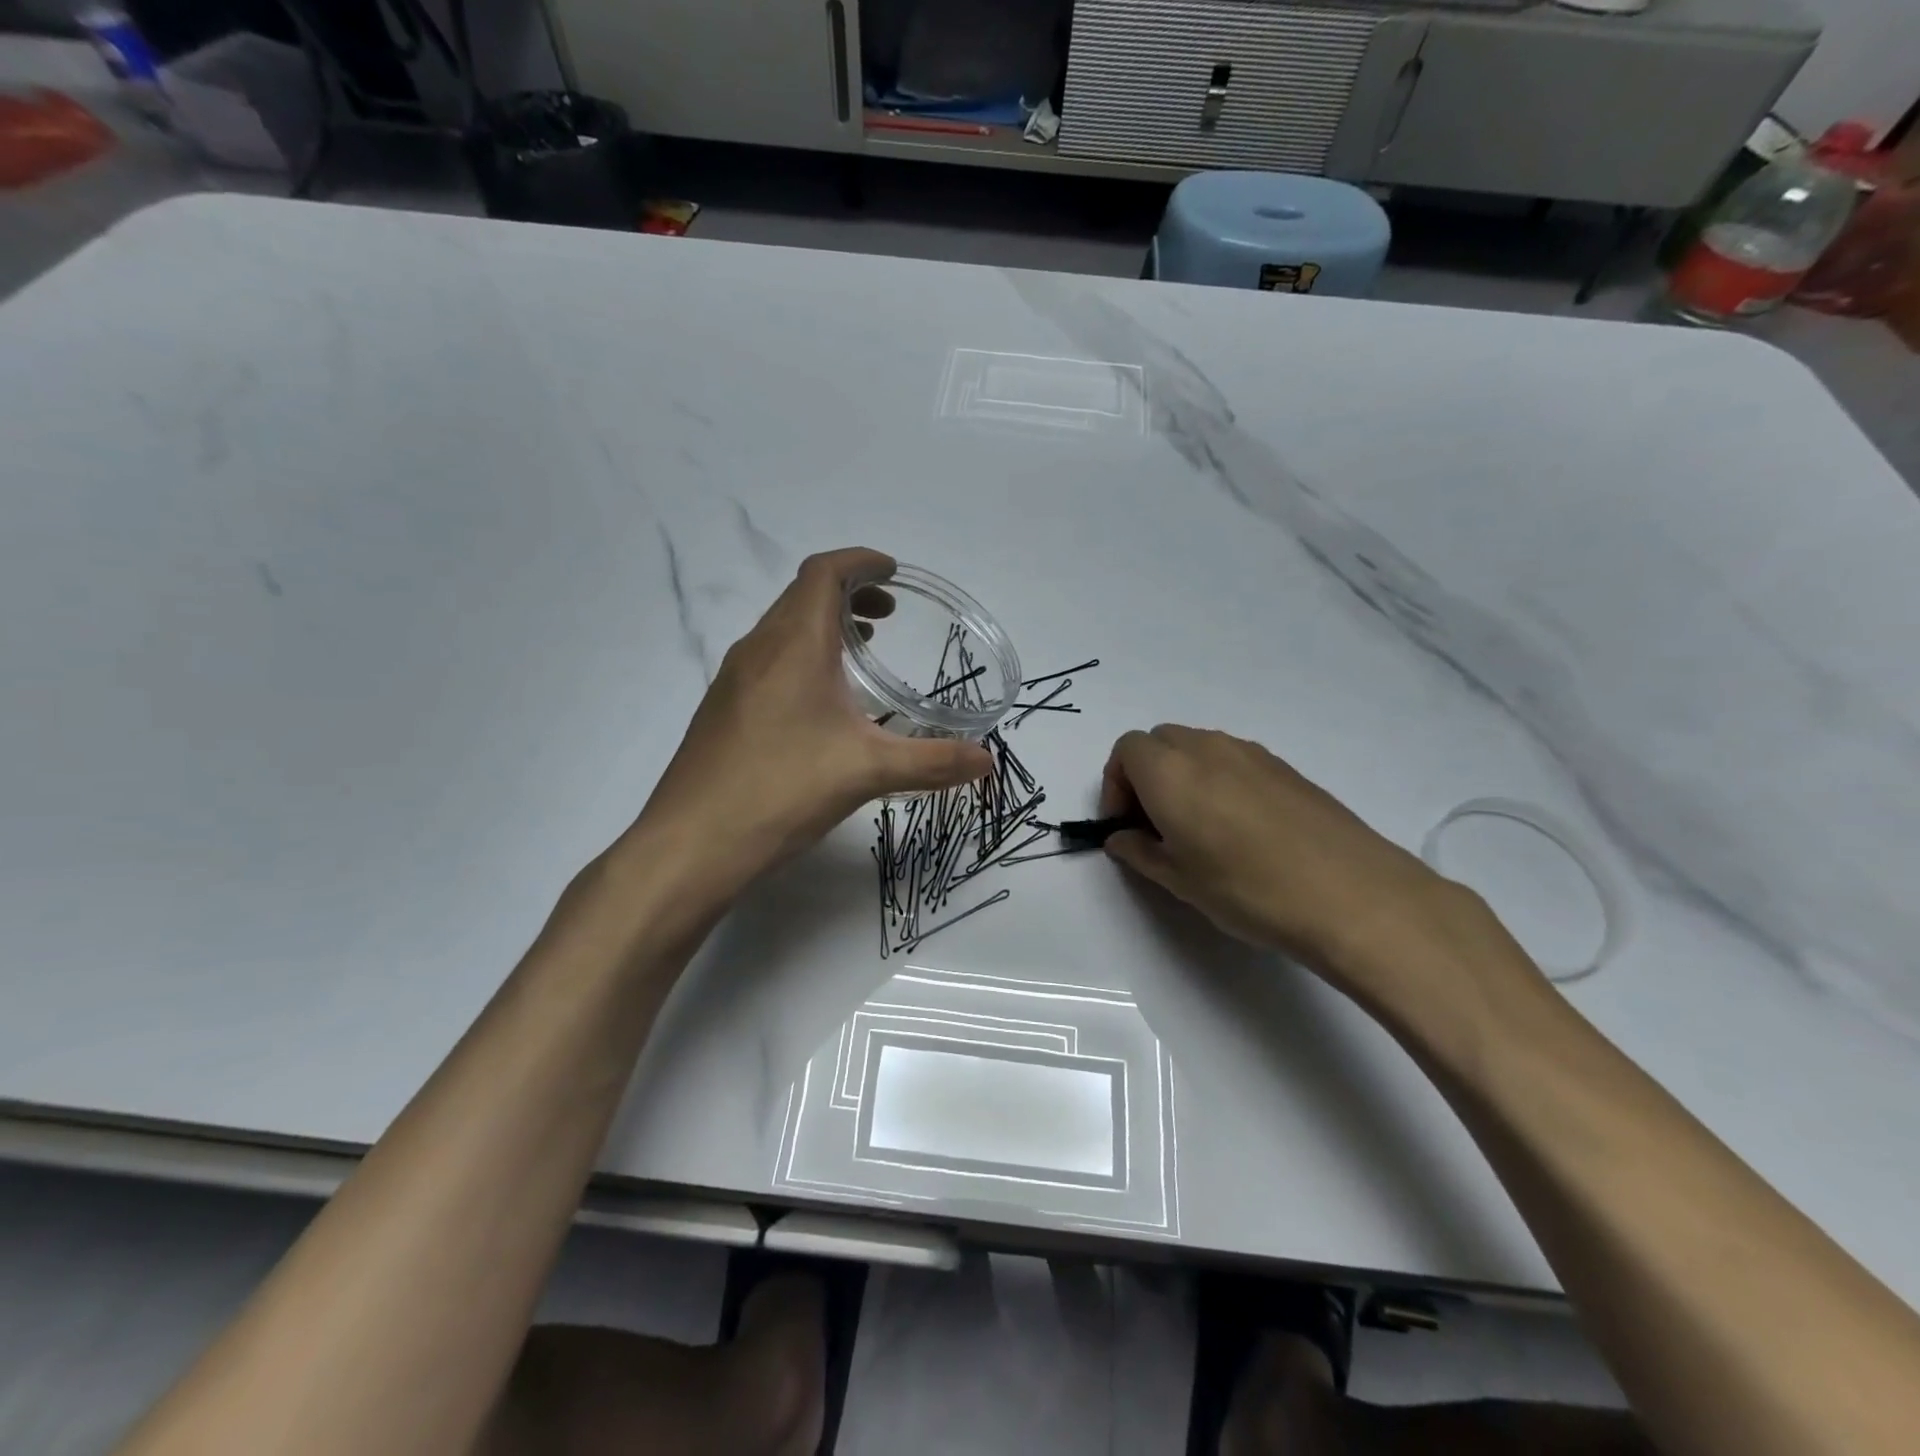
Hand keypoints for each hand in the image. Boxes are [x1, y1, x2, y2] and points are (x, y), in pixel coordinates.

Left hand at [630, 548, 991, 896]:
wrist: (691, 843)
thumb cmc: (782, 790)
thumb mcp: (868, 772)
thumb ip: (933, 762)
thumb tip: (987, 761)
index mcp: (794, 644)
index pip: (823, 572)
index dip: (860, 561)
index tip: (893, 572)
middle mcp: (759, 649)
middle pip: (802, 594)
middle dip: (848, 592)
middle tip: (888, 616)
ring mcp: (734, 679)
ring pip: (782, 628)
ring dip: (823, 625)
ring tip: (861, 652)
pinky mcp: (723, 710)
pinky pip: (768, 660)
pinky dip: (801, 656)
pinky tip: (820, 704)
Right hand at [1100, 725, 1524, 1015]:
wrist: (1351, 894)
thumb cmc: (1247, 888)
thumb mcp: (1179, 881)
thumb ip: (1139, 852)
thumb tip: (1121, 838)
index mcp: (1169, 770)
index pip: (1126, 750)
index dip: (1116, 785)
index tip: (1126, 826)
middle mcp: (1206, 748)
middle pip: (1160, 742)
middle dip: (1146, 775)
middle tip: (1156, 825)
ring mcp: (1251, 753)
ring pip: (1198, 748)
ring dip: (1183, 775)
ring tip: (1199, 828)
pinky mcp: (1285, 767)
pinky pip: (1234, 760)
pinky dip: (1219, 780)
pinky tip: (1242, 828)